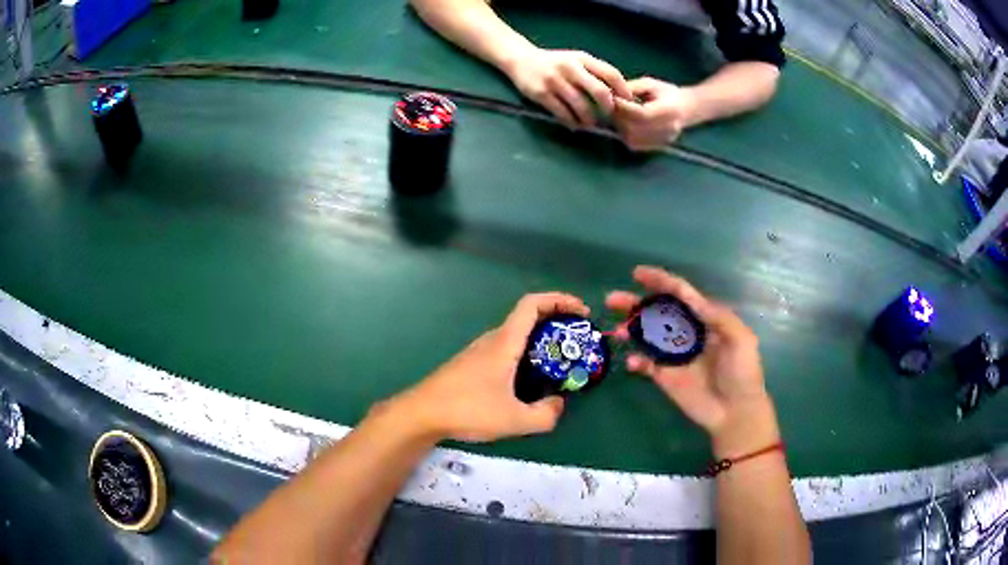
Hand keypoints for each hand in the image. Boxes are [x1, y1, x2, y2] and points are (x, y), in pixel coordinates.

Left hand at [394, 293, 589, 442]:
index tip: (580, 311)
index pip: (532, 304)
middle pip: (527, 318)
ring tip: (559, 364)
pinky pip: (506, 350)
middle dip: (556, 323)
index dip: (559, 299)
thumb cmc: (467, 409)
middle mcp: (492, 340)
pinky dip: (525, 354)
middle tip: (577, 342)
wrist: (422, 413)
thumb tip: (558, 404)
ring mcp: (480, 351)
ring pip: (516, 336)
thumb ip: (545, 415)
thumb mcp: (514, 420)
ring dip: (541, 341)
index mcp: (504, 342)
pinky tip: (529, 381)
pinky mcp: (472, 365)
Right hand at [504, 48, 631, 128]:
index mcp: (582, 58)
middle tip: (608, 116)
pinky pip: (562, 113)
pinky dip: (571, 122)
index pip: (610, 74)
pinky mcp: (541, 93)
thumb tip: (617, 94)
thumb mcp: (576, 60)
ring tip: (589, 123)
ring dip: (589, 119)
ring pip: (581, 106)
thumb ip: (594, 73)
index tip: (627, 103)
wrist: (521, 60)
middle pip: (599, 91)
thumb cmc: (555, 63)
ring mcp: (555, 81)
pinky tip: (573, 124)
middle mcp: (570, 68)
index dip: (622, 90)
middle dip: (608, 108)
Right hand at [606, 266, 776, 454]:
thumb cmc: (743, 373)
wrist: (736, 412)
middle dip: (635, 303)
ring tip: (618, 330)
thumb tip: (690, 297)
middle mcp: (686, 333)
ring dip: (631, 329)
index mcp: (705, 319)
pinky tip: (632, 362)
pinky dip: (636, 361)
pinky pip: (645, 365)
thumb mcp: (741, 338)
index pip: (680, 294)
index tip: (638, 273)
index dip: (660, 281)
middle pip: (657, 312)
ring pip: (646, 336)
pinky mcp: (665, 377)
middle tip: (613, 299)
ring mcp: (674, 356)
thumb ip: (718, 315)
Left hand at [613, 77, 697, 150]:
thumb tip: (611, 94)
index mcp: (670, 110)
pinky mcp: (657, 147)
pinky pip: (634, 143)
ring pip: (632, 138)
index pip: (642, 114)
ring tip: (620, 113)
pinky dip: (625, 134)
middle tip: (612, 106)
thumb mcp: (650, 84)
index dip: (624, 107)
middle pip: (635, 128)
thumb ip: (632, 88)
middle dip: (619, 116)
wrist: (686, 109)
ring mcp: (663, 140)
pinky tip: (626, 123)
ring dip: (620, 126)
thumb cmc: (667, 93)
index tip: (613, 98)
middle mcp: (668, 128)